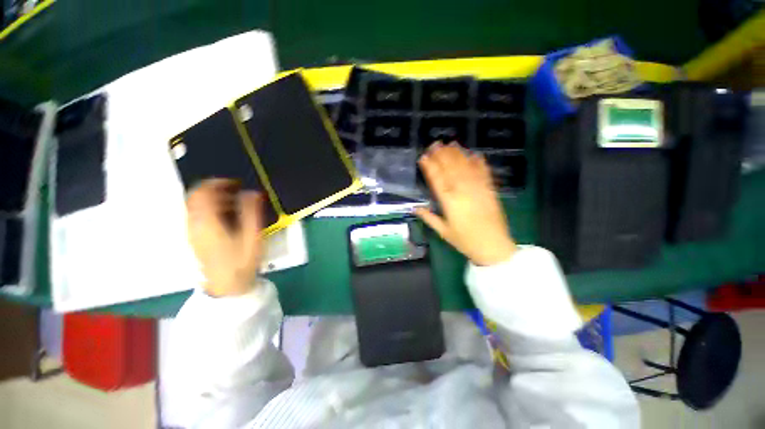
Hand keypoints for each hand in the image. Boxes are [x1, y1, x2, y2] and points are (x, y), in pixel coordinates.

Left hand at [186, 179, 263, 296]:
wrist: (227, 285)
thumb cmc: (241, 261)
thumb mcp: (252, 236)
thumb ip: (252, 212)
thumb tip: (252, 192)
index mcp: (207, 222)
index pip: (202, 192)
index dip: (217, 183)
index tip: (235, 182)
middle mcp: (195, 224)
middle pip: (195, 196)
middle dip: (214, 189)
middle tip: (236, 190)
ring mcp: (192, 231)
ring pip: (195, 205)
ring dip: (213, 198)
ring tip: (235, 202)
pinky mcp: (195, 237)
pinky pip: (197, 214)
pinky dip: (210, 208)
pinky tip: (227, 215)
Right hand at [415, 142, 516, 265]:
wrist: (493, 246)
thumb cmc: (465, 240)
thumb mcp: (443, 231)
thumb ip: (428, 217)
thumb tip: (415, 208)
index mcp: (449, 201)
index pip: (437, 179)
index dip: (429, 166)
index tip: (424, 156)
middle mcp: (462, 190)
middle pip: (450, 168)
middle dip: (442, 154)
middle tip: (435, 144)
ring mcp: (478, 188)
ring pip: (465, 166)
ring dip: (457, 153)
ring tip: (450, 143)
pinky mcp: (490, 189)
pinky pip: (484, 172)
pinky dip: (479, 162)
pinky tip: (474, 154)